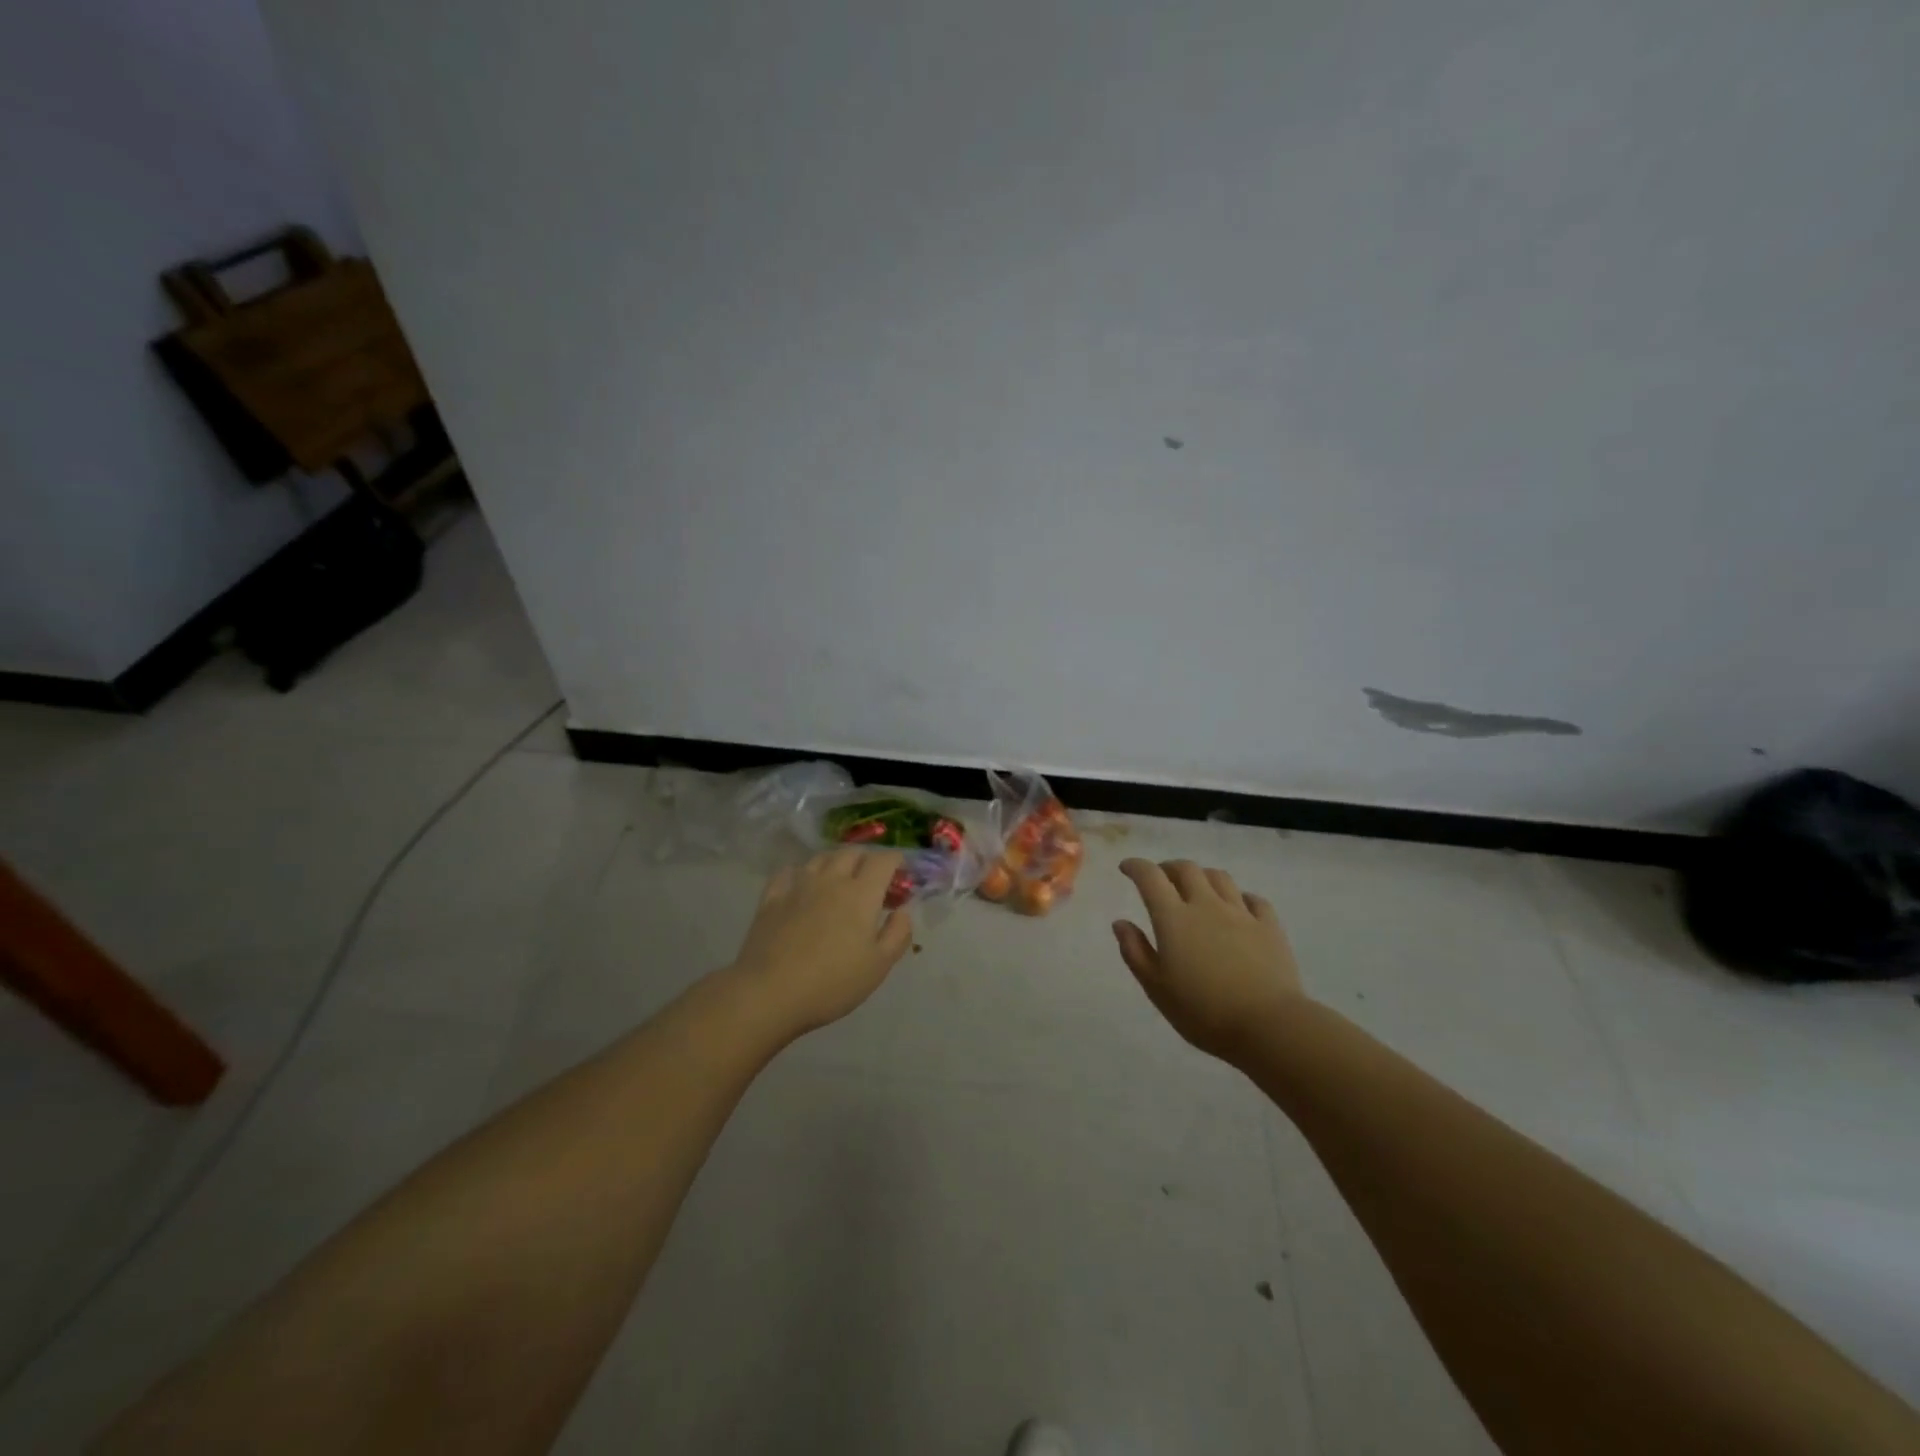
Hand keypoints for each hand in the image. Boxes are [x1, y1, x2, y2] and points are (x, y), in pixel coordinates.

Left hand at [727, 849, 913, 1037]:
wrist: (769, 993)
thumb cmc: (832, 983)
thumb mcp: (878, 966)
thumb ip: (897, 934)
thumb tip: (903, 911)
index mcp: (861, 894)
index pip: (883, 860)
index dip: (897, 861)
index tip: (902, 875)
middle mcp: (831, 880)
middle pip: (852, 853)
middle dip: (868, 860)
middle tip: (873, 881)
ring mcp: (798, 886)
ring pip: (821, 858)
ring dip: (836, 863)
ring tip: (839, 880)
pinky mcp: (771, 898)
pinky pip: (788, 873)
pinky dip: (801, 873)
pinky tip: (801, 886)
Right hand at [1114, 859, 1305, 1064]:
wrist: (1268, 1025)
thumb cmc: (1203, 1011)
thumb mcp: (1156, 988)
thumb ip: (1135, 951)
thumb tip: (1120, 922)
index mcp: (1174, 918)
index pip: (1150, 877)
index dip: (1136, 867)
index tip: (1126, 868)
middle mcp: (1206, 905)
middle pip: (1186, 869)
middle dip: (1169, 868)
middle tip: (1161, 878)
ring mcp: (1241, 913)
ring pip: (1219, 877)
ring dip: (1202, 876)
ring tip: (1196, 888)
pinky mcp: (1269, 926)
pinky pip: (1253, 899)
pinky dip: (1238, 897)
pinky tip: (1237, 908)